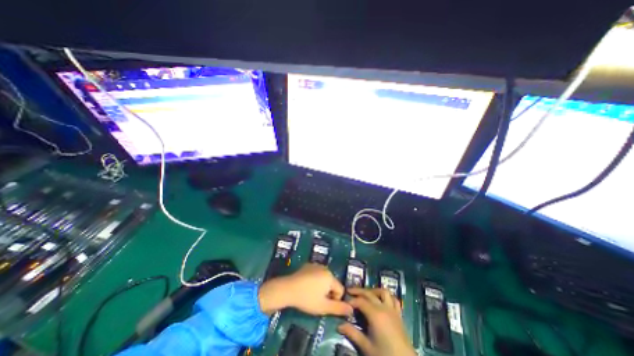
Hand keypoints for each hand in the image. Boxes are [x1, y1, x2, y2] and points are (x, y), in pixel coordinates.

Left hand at [260, 261, 353, 316]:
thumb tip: (352, 309)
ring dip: (321, 286)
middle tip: (317, 300)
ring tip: (311, 293)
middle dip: (328, 292)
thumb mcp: (323, 307)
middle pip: (332, 283)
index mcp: (330, 276)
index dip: (334, 299)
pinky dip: (314, 279)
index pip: (340, 290)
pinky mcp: (308, 265)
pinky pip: (316, 273)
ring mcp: (315, 265)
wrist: (287, 288)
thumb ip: (339, 308)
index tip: (324, 304)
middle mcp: (325, 268)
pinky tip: (306, 285)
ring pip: (324, 278)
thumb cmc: (307, 299)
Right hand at [336, 289, 416, 355]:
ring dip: (373, 290)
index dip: (351, 300)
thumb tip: (339, 325)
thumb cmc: (385, 355)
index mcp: (375, 314)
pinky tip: (381, 300)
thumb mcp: (366, 347)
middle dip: (358, 291)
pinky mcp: (399, 314)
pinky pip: (394, 299)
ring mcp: (392, 309)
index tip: (344, 301)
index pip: (360, 301)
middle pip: (369, 293)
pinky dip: (387, 296)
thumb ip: (353, 334)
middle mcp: (383, 307)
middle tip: (349, 291)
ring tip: (366, 294)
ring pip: (383, 292)